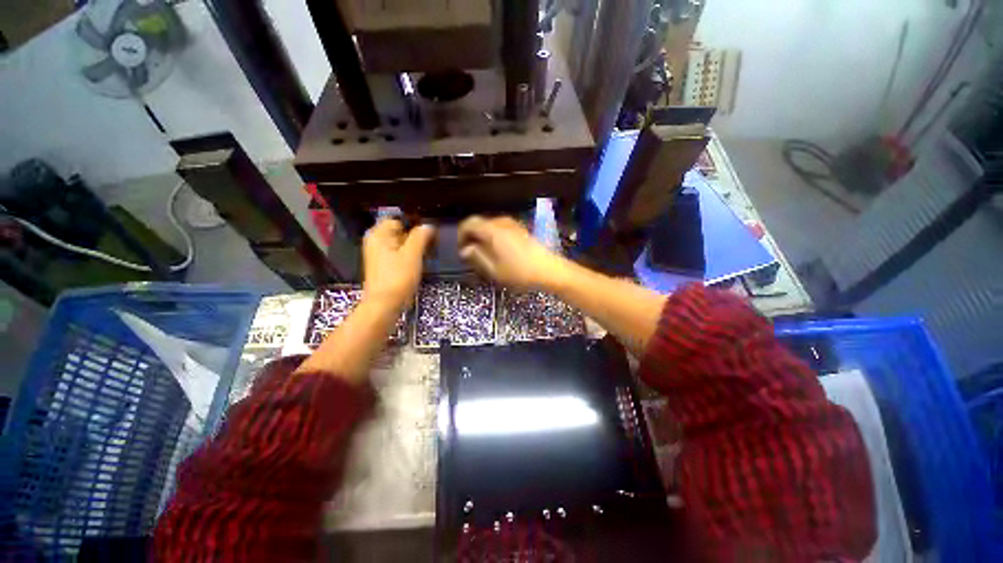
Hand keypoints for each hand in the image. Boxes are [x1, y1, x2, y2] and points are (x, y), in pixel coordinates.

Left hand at [362, 219, 435, 310]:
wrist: (385, 304)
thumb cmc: (397, 277)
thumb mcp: (412, 254)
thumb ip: (420, 236)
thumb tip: (428, 225)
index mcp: (378, 234)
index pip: (399, 219)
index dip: (415, 223)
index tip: (430, 232)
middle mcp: (376, 241)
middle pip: (400, 231)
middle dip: (416, 236)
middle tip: (431, 244)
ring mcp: (380, 255)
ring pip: (402, 244)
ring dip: (415, 247)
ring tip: (428, 253)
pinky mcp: (385, 266)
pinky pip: (400, 254)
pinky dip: (410, 257)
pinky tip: (419, 263)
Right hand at [457, 215, 564, 291]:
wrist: (549, 270)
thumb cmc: (519, 272)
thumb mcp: (494, 269)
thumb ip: (477, 256)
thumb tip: (465, 250)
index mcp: (492, 230)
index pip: (468, 223)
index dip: (461, 235)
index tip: (461, 249)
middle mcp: (501, 222)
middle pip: (479, 223)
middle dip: (471, 237)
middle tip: (471, 254)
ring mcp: (513, 224)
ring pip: (490, 226)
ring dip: (483, 237)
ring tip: (484, 254)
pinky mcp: (521, 229)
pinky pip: (501, 229)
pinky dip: (494, 237)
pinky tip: (499, 251)